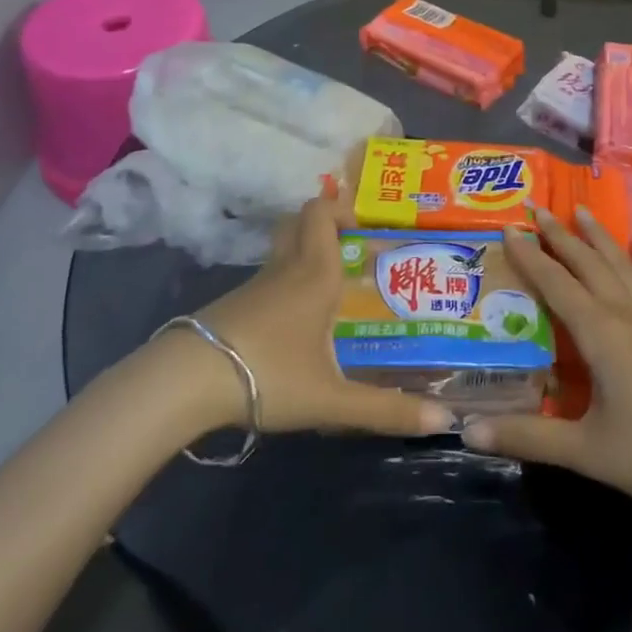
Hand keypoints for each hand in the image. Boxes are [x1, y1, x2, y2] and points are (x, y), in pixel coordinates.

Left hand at [190, 195, 453, 437]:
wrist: (187, 383)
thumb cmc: (269, 374)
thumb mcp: (331, 398)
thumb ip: (385, 411)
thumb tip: (444, 422)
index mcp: (314, 274)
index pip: (321, 213)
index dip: (342, 208)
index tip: (366, 228)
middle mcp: (285, 269)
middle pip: (298, 223)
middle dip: (325, 225)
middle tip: (353, 252)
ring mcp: (254, 287)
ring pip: (283, 253)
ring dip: (306, 259)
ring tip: (334, 294)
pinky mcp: (233, 307)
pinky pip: (268, 282)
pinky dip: (285, 288)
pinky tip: (296, 328)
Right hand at [463, 206, 631, 511]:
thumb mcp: (588, 451)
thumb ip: (528, 437)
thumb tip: (466, 430)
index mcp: (600, 333)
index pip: (555, 283)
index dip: (530, 256)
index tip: (509, 227)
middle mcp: (627, 313)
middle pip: (588, 264)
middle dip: (561, 236)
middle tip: (539, 209)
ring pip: (623, 265)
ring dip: (600, 238)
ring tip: (583, 211)